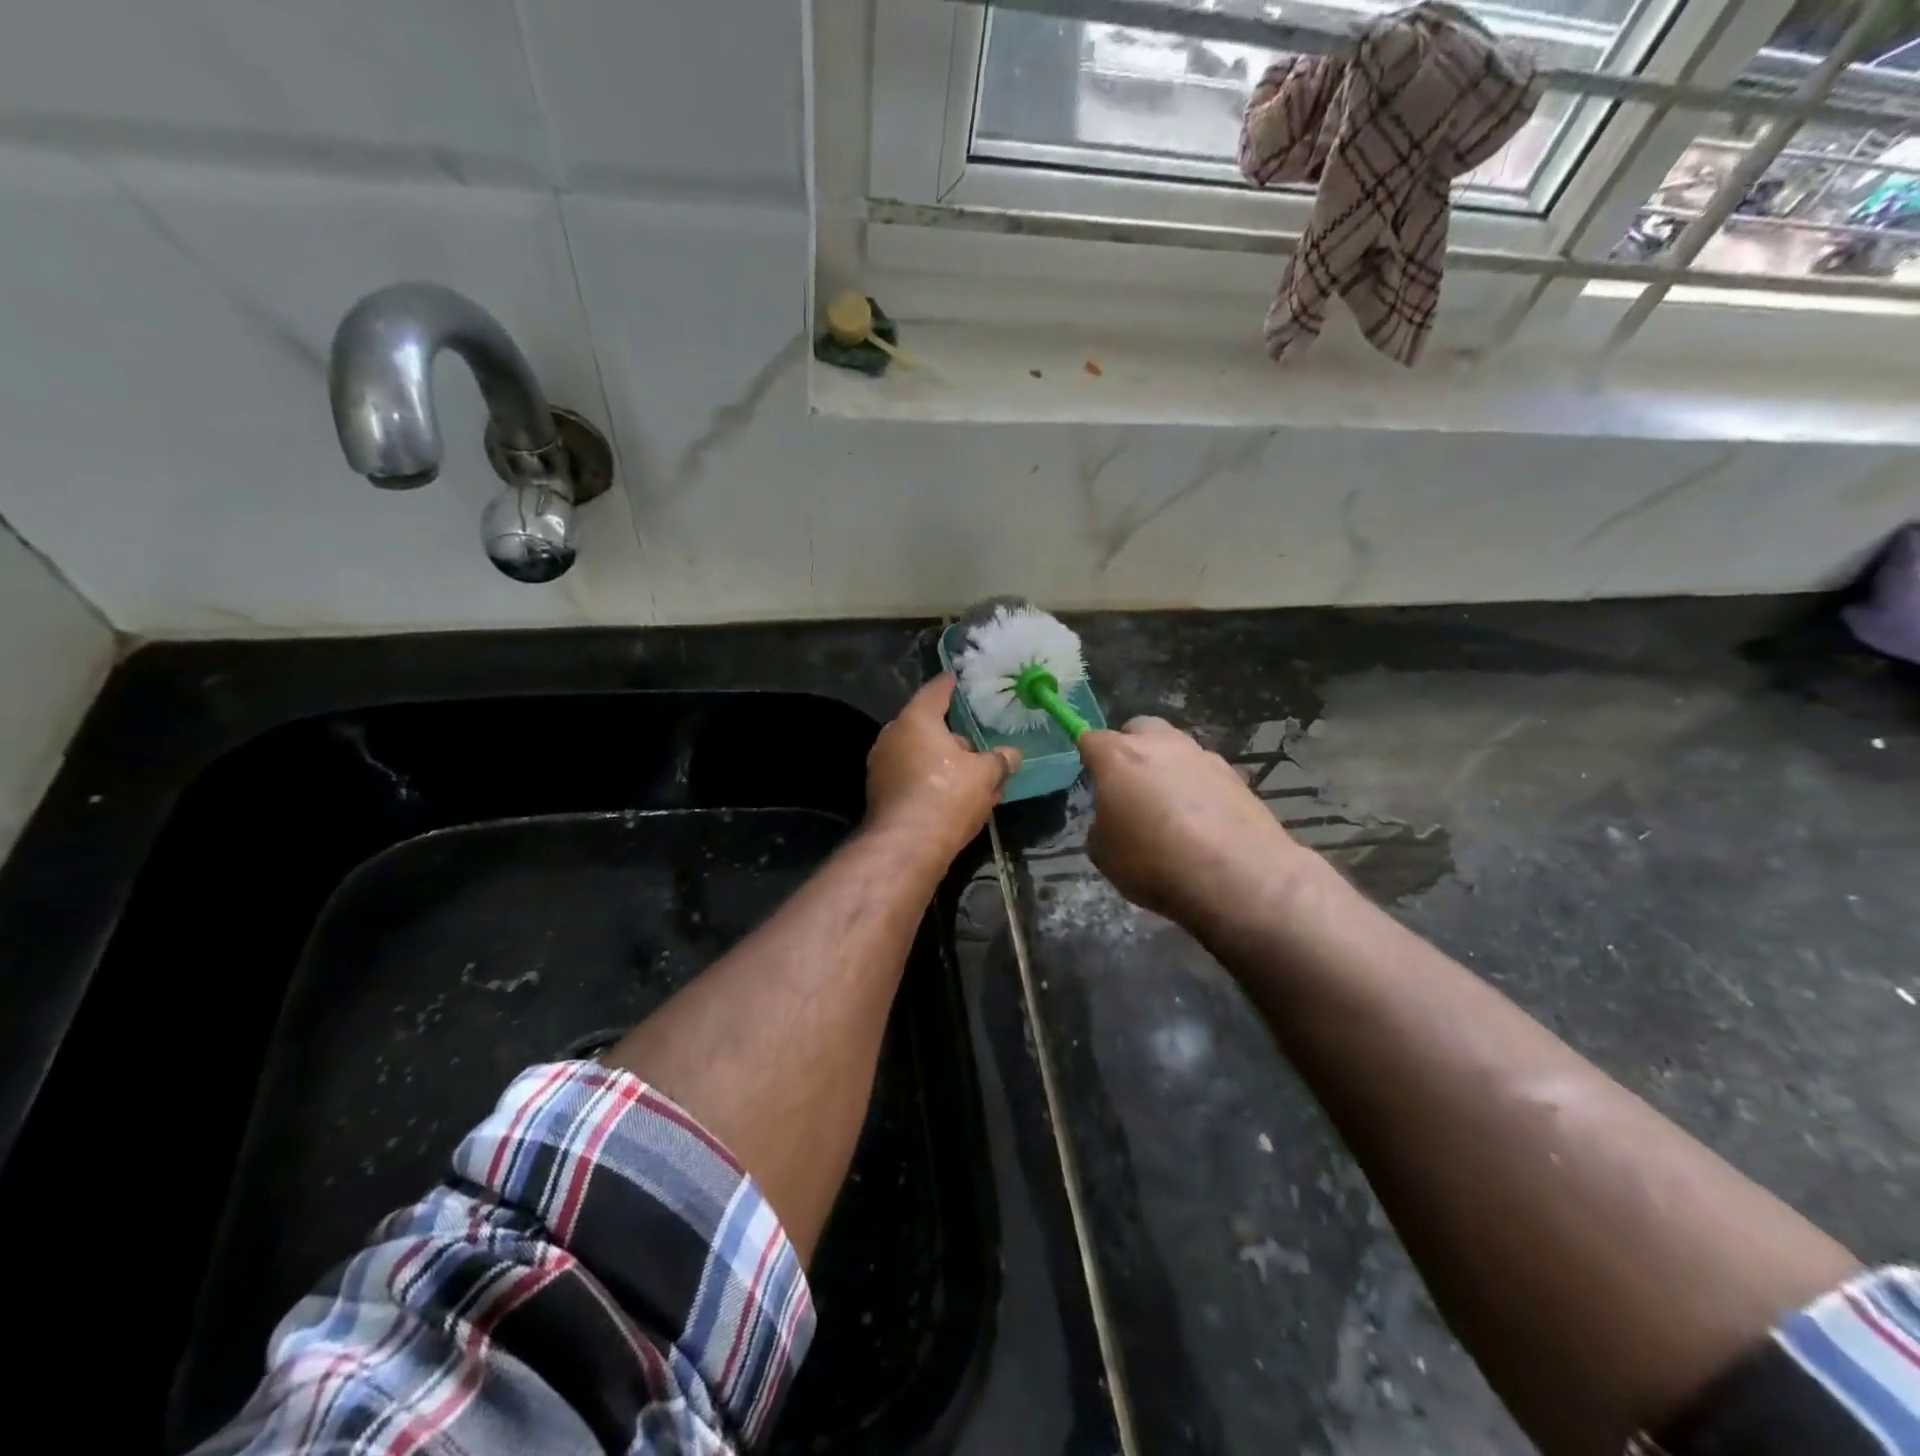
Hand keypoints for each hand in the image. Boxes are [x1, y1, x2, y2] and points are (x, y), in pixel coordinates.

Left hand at [865, 676, 1020, 860]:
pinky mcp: (880, 795)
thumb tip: (1013, 755)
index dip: (949, 685)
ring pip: (920, 757)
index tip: (956, 679)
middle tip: (978, 747)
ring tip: (974, 780)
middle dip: (953, 738)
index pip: (935, 692)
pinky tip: (955, 801)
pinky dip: (932, 783)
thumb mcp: (985, 774)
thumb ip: (1000, 760)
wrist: (907, 845)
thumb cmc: (947, 795)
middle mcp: (892, 738)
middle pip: (927, 728)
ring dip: (945, 764)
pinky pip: (912, 779)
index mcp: (915, 721)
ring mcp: (881, 767)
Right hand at [1078, 717, 1315, 933]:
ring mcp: (1202, 756)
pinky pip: (1206, 773)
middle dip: (1131, 748)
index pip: (1091, 739)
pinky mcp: (1236, 776)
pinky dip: (1198, 788)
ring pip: (1176, 749)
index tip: (1091, 779)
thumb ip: (1102, 825)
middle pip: (1139, 729)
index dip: (1088, 757)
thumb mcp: (1104, 854)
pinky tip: (1203, 822)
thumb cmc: (1155, 863)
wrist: (1238, 876)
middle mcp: (1161, 745)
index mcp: (1119, 757)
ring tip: (1171, 809)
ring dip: (1168, 768)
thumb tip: (1114, 820)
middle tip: (1130, 786)